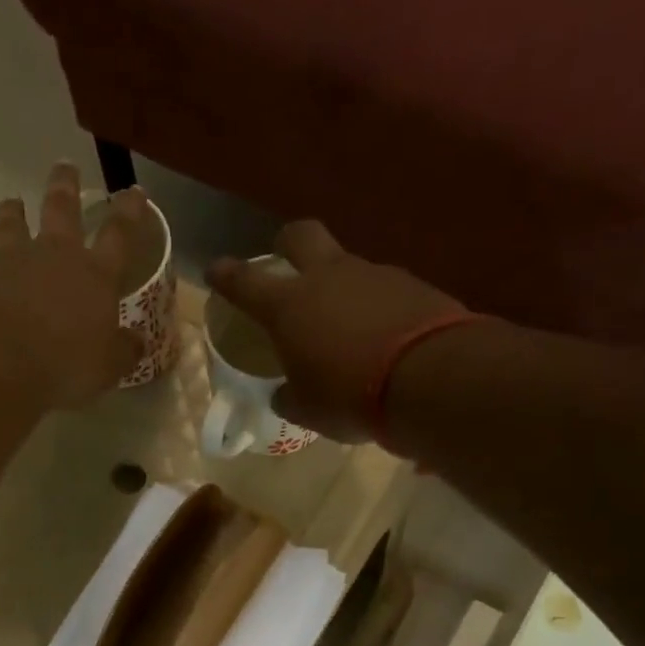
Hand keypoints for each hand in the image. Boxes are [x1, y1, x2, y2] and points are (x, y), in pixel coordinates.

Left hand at [0, 162, 144, 409]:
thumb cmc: (65, 364)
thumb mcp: (107, 367)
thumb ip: (122, 351)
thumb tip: (136, 342)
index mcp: (94, 275)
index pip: (118, 234)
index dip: (128, 212)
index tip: (133, 191)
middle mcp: (53, 257)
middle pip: (61, 209)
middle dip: (66, 186)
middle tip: (65, 166)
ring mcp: (10, 263)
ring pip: (12, 225)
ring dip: (13, 212)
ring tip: (12, 202)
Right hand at [206, 222, 470, 441]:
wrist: (429, 379)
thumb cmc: (348, 396)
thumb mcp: (307, 409)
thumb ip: (290, 396)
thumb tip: (285, 393)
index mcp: (288, 306)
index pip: (245, 282)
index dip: (226, 276)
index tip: (215, 270)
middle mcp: (328, 278)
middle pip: (301, 236)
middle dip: (287, 245)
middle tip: (285, 263)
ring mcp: (373, 275)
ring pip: (346, 265)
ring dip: (339, 286)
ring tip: (344, 325)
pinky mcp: (412, 285)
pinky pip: (382, 289)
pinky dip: (374, 307)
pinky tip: (381, 336)